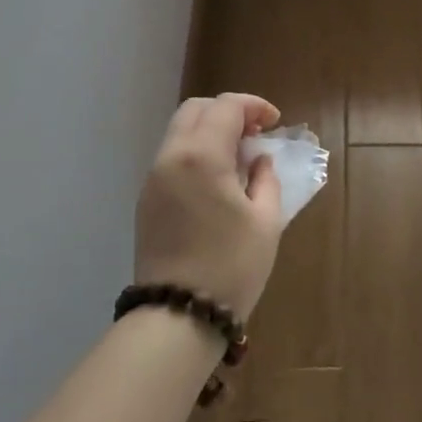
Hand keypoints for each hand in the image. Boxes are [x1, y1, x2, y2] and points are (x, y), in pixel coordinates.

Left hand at [134, 94, 284, 318]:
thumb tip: (259, 160)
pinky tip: (217, 180)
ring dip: (209, 131)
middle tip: (255, 134)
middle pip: (195, 110)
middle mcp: (170, 157)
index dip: (254, 106)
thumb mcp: (265, 222)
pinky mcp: (146, 200)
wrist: (178, 315)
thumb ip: (266, 179)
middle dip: (228, 112)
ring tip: (239, 158)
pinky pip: (171, 158)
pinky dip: (195, 152)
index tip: (275, 122)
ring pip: (179, 132)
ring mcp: (153, 178)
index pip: (225, 107)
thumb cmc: (232, 267)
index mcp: (202, 156)